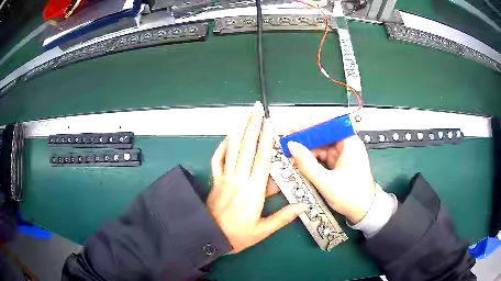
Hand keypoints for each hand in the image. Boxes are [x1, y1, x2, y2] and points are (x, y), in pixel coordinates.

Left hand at [207, 102, 306, 253]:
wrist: (208, 237)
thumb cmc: (237, 236)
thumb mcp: (262, 231)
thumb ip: (282, 218)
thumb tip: (302, 206)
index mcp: (253, 191)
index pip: (262, 160)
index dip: (266, 140)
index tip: (270, 124)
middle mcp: (239, 180)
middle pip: (246, 148)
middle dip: (253, 125)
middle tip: (257, 109)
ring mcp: (224, 178)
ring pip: (232, 149)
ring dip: (239, 130)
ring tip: (244, 115)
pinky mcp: (215, 180)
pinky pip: (217, 159)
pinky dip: (222, 147)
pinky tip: (228, 137)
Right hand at [286, 117, 375, 223]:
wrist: (364, 212)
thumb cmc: (350, 196)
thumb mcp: (326, 182)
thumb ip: (307, 164)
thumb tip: (291, 146)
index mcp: (350, 143)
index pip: (330, 123)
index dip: (311, 124)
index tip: (294, 129)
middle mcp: (348, 145)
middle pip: (324, 133)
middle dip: (306, 138)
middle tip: (289, 144)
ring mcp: (344, 154)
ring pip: (322, 145)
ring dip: (308, 149)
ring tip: (293, 156)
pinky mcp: (340, 163)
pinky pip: (324, 155)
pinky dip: (313, 158)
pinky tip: (302, 163)